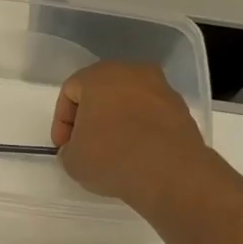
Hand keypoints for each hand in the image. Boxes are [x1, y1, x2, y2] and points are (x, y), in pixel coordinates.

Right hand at [52, 61, 211, 213]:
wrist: (168, 171)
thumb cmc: (110, 156)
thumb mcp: (71, 159)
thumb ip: (69, 148)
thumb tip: (79, 148)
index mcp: (100, 75)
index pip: (70, 91)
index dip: (61, 121)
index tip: (63, 147)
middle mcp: (133, 72)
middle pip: (102, 92)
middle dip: (90, 117)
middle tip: (85, 145)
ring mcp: (161, 89)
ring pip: (128, 103)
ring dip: (117, 122)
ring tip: (112, 152)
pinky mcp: (181, 109)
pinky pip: (150, 116)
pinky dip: (140, 130)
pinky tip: (135, 154)